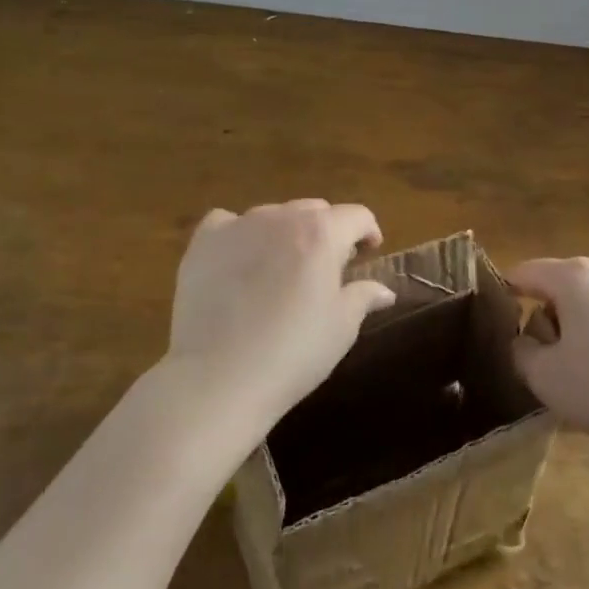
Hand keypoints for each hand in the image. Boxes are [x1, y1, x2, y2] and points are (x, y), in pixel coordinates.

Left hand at [166, 199, 396, 430]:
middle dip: (327, 232)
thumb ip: (364, 296)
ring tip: (281, 269)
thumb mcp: (342, 328)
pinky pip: (227, 223)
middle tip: (326, 268)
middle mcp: (282, 217)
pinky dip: (239, 235)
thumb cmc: (293, 352)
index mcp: (323, 233)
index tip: (368, 253)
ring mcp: (239, 226)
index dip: (368, 232)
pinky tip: (238, 262)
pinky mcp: (204, 243)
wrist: (218, 378)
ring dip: (285, 233)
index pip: (357, 216)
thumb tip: (384, 290)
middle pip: (315, 210)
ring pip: (273, 216)